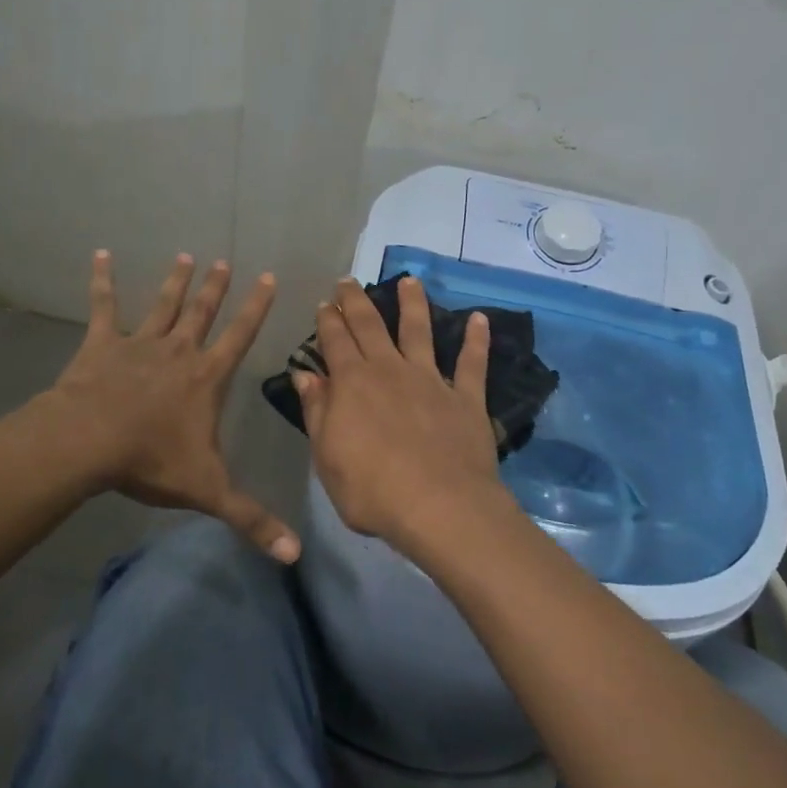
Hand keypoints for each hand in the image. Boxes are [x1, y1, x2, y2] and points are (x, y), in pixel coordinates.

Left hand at [47, 251, 298, 561]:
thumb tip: (295, 554)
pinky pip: (103, 306)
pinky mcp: (102, 344)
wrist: (89, 443)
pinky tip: (100, 255)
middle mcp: (178, 351)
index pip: (240, 335)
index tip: (269, 277)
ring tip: (184, 256)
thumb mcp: (208, 491)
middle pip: (202, 312)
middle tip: (223, 261)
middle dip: (216, 287)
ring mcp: (139, 343)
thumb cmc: (151, 461)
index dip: (257, 307)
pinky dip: (101, 280)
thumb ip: (251, 519)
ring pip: (163, 305)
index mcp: (206, 378)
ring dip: (175, 281)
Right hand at [294, 277, 513, 552]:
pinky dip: (477, 339)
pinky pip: (472, 362)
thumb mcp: (326, 457)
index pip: (335, 341)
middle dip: (357, 301)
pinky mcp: (465, 397)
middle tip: (349, 281)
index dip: (328, 320)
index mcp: (352, 383)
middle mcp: (389, 370)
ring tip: (410, 281)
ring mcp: (430, 380)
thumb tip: (305, 375)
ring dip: (414, 303)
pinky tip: (481, 319)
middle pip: (370, 325)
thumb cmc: (371, 490)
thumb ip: (317, 412)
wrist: (439, 507)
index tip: (325, 303)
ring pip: (420, 330)